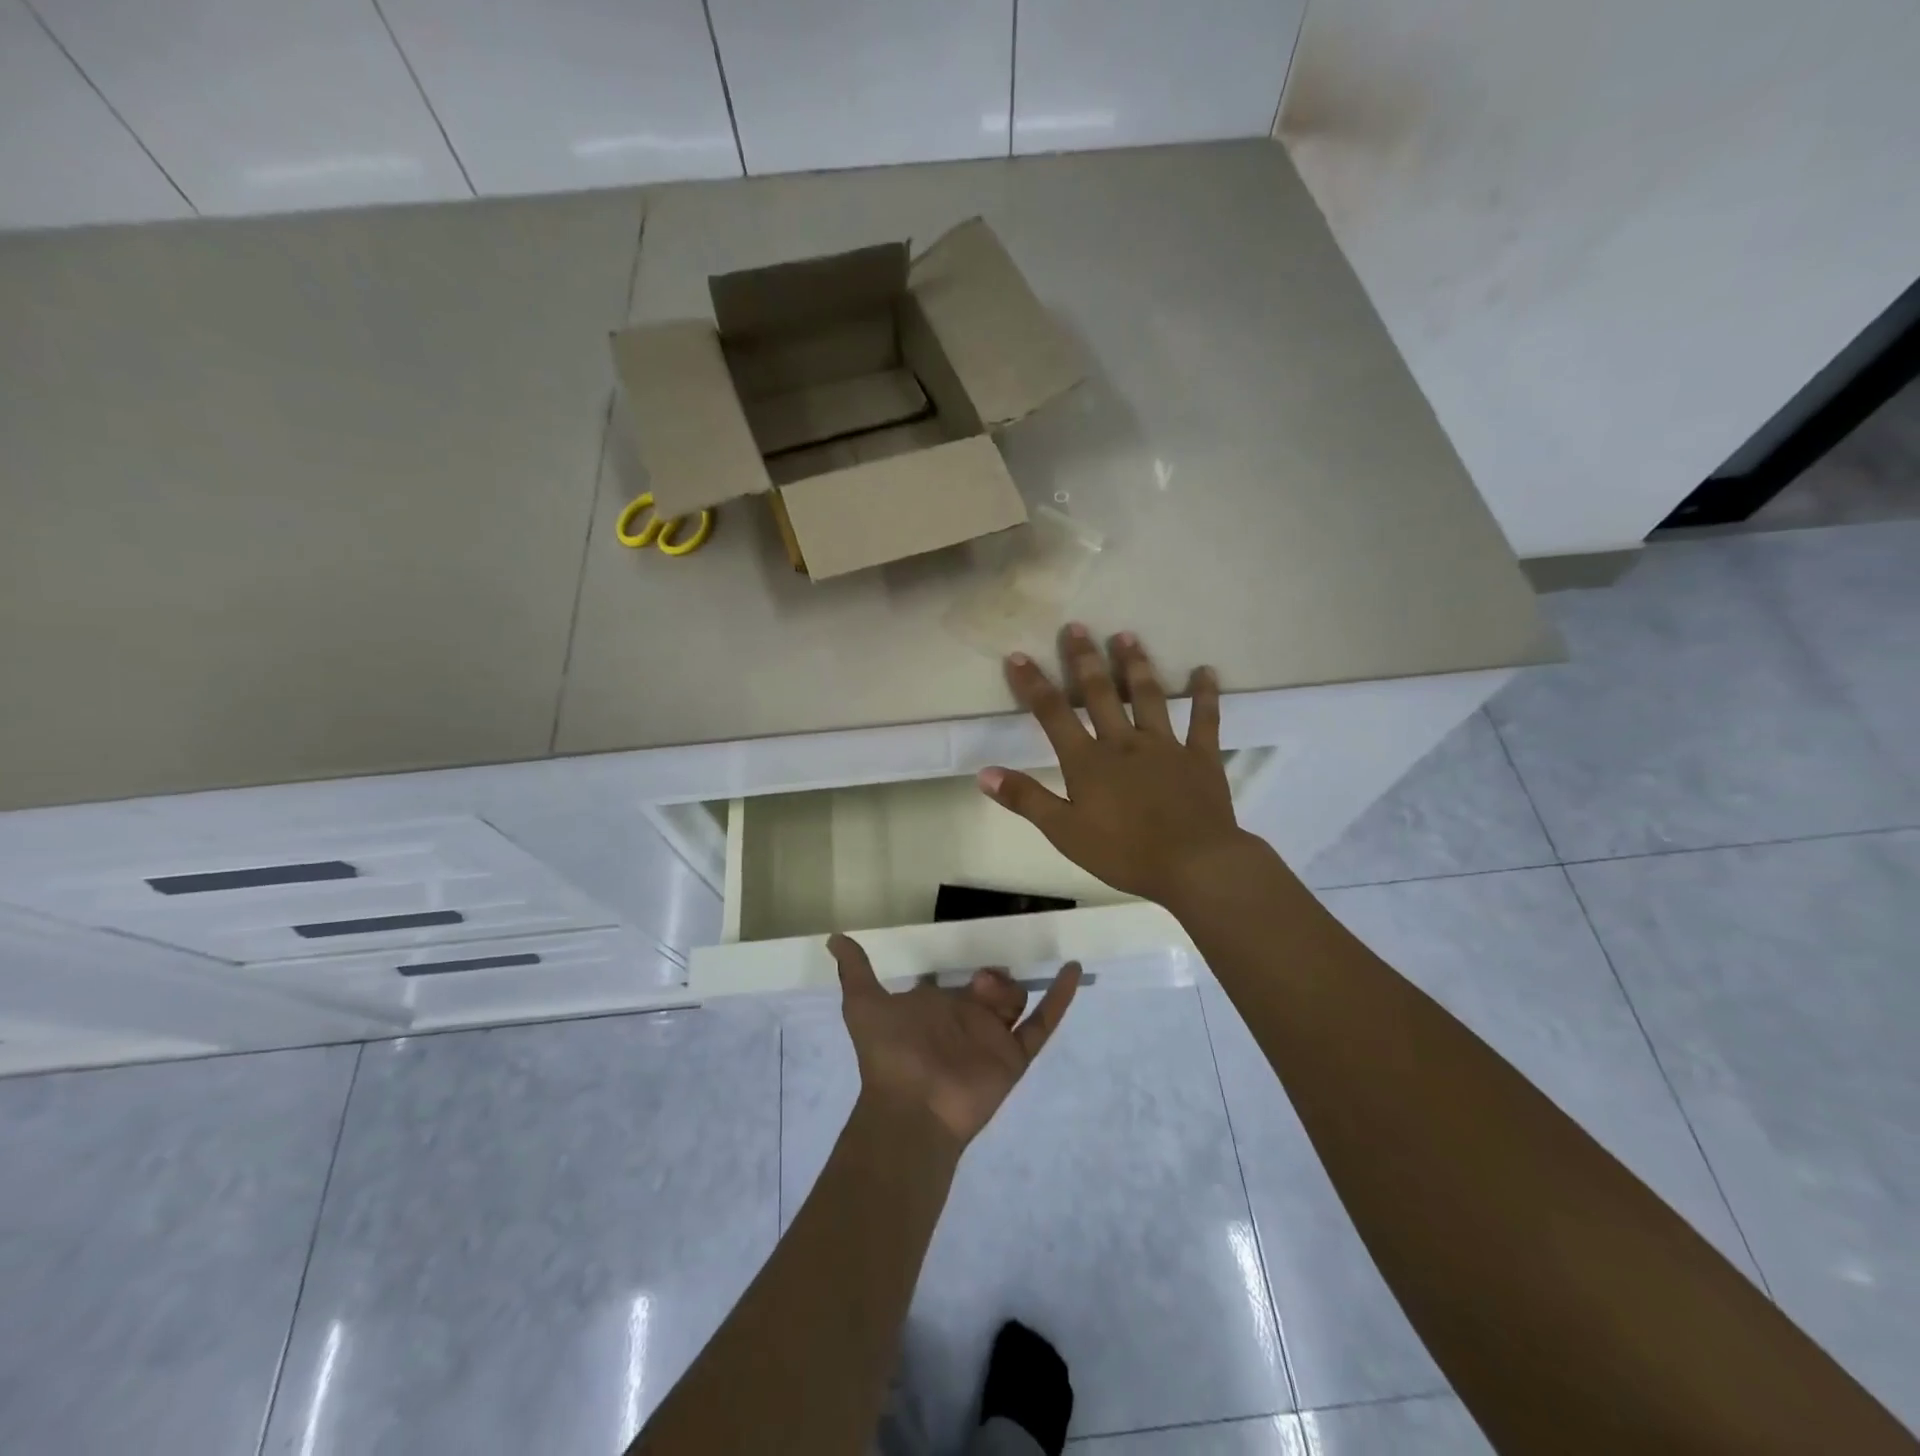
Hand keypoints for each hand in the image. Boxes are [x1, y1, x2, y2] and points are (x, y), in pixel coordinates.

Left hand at [830, 934, 1080, 1147]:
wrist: (911, 1105)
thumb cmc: (889, 1053)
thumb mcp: (865, 1005)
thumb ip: (856, 971)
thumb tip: (834, 937)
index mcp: (940, 1007)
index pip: (961, 983)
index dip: (967, 971)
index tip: (976, 956)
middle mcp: (969, 1020)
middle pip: (993, 989)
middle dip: (992, 980)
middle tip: (982, 983)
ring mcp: (993, 1038)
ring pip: (1016, 1002)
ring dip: (1010, 990)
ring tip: (990, 997)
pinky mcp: (1015, 1056)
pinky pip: (1043, 1023)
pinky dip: (1060, 997)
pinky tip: (1071, 969)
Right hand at [978, 623, 1260, 905]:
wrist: (1194, 864)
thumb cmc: (1124, 853)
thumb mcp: (1064, 832)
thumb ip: (1025, 799)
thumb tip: (984, 773)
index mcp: (1088, 761)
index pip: (1053, 714)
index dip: (1033, 684)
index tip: (1018, 655)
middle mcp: (1124, 742)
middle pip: (1100, 693)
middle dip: (1084, 659)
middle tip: (1076, 626)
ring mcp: (1165, 745)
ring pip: (1148, 696)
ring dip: (1136, 665)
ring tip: (1126, 635)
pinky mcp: (1201, 756)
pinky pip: (1204, 719)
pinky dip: (1205, 694)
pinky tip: (1206, 670)